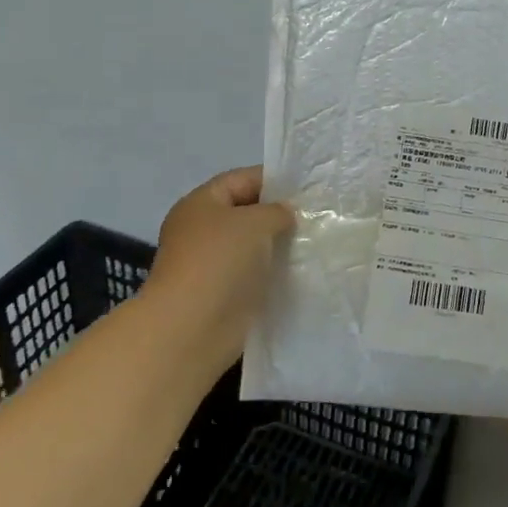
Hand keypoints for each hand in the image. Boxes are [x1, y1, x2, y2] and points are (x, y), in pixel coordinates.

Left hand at [142, 166, 294, 371]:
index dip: (273, 179)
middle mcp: (202, 230)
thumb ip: (276, 211)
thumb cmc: (220, 261)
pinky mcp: (222, 293)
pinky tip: (300, 271)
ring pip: (251, 245)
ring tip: (313, 242)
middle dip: (278, 213)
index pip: (240, 179)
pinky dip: (272, 272)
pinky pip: (253, 273)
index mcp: (201, 203)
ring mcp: (211, 263)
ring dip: (278, 245)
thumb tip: (285, 214)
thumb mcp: (255, 222)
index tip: (306, 187)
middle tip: (315, 215)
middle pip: (246, 212)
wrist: (192, 327)